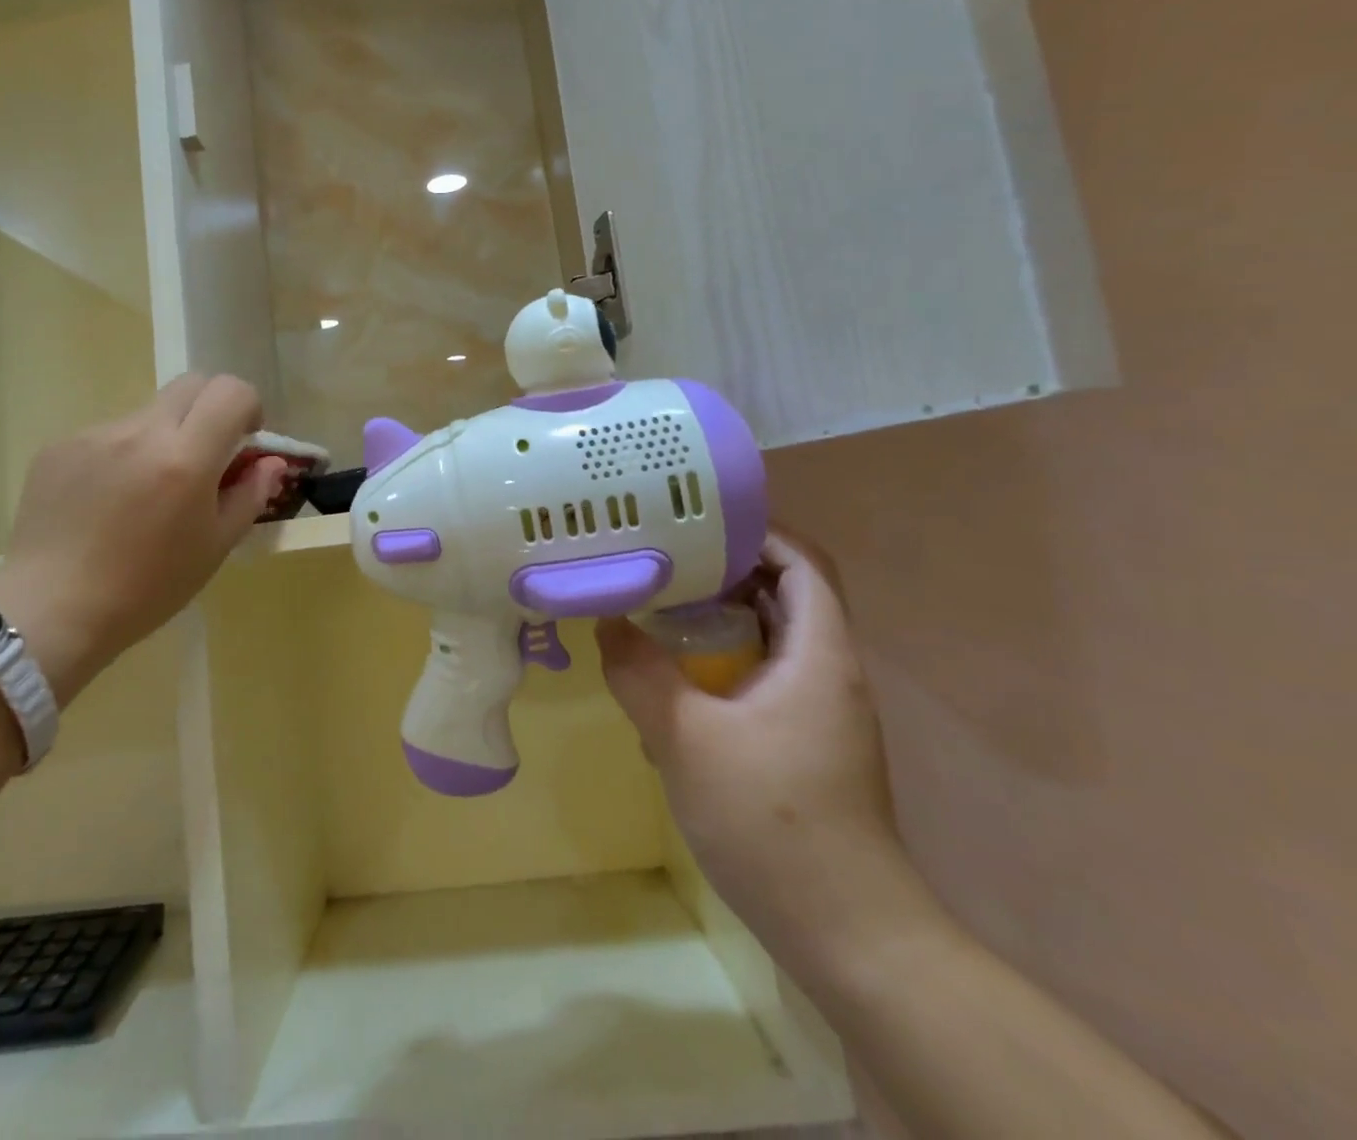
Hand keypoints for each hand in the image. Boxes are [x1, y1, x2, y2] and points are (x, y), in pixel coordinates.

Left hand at [0, 374, 286, 703]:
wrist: (51, 610)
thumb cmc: (147, 588)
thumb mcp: (214, 547)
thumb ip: (249, 495)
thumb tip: (270, 462)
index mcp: (185, 458)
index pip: (230, 392)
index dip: (248, 407)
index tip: (245, 440)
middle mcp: (139, 432)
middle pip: (191, 384)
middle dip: (211, 409)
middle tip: (207, 455)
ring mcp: (94, 435)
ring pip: (147, 413)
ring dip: (163, 437)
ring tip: (147, 493)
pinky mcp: (59, 447)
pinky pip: (108, 436)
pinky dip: (123, 455)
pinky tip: (108, 503)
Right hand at [598, 528, 939, 977]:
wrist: (850, 935)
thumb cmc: (773, 822)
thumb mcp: (685, 739)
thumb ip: (639, 672)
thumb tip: (606, 621)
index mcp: (820, 654)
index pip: (802, 562)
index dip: (756, 531)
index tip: (693, 520)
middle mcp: (829, 672)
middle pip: (786, 592)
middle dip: (726, 568)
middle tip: (662, 557)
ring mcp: (821, 711)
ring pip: (773, 636)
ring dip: (722, 615)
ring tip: (659, 605)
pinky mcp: (806, 743)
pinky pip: (765, 675)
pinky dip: (724, 659)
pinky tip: (676, 679)